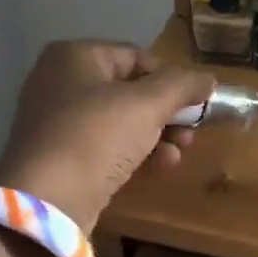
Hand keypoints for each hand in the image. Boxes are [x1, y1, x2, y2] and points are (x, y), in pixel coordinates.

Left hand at [0, 41, 214, 231]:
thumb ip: (182, 86)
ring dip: (158, 135)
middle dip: (167, 111)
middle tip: (192, 131)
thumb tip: (209, 79)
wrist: (48, 200)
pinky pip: (106, 145)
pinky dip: (135, 152)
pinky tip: (160, 166)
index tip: (195, 102)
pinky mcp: (61, 156)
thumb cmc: (97, 135)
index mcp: (75, 56)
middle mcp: (61, 81)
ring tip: (180, 153)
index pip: (137, 57)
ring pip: (121, 120)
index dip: (170, 78)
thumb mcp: (147, 104)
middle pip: (130, 90)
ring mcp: (58, 121)